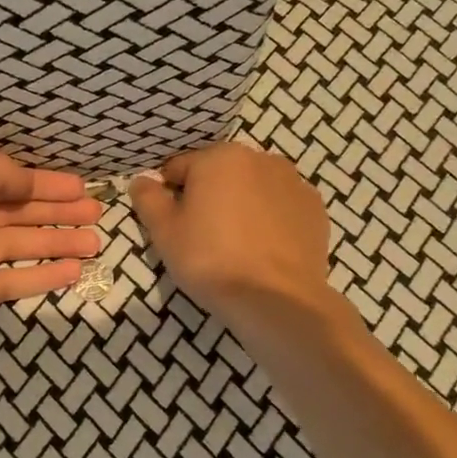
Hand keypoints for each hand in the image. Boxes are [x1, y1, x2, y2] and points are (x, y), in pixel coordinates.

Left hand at [0, 153, 102, 363]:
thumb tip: (28, 180)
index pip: (14, 184)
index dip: (48, 183)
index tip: (83, 186)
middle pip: (23, 214)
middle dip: (59, 211)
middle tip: (97, 213)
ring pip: (25, 248)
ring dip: (59, 242)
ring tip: (96, 242)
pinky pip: (16, 282)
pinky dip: (44, 277)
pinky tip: (74, 271)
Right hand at [130, 143, 330, 318]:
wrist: (277, 300)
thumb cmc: (211, 260)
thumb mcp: (165, 232)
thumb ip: (148, 199)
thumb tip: (141, 180)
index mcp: (220, 157)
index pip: (179, 168)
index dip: (169, 196)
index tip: (171, 226)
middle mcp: (260, 158)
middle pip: (219, 174)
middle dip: (208, 198)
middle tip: (202, 238)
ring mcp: (293, 182)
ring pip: (252, 189)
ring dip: (240, 206)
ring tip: (236, 246)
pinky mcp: (315, 209)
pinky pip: (280, 207)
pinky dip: (269, 220)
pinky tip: (263, 250)